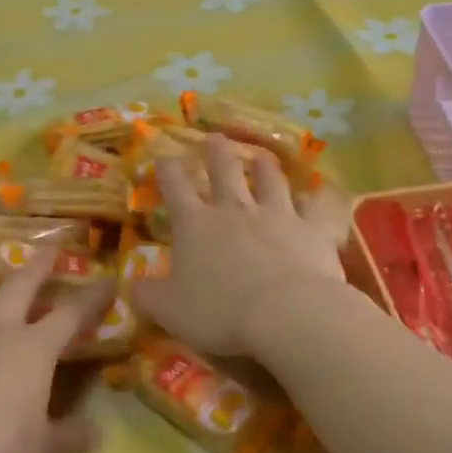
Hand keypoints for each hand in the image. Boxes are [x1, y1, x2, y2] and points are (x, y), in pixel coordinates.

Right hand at [131, 135, 347, 356]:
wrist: (287, 315)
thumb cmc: (220, 312)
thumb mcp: (169, 310)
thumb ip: (147, 295)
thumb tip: (130, 284)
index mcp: (195, 224)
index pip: (175, 186)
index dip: (167, 169)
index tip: (164, 156)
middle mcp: (234, 209)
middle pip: (224, 170)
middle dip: (216, 152)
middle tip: (214, 138)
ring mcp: (277, 214)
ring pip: (270, 179)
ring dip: (264, 165)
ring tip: (261, 156)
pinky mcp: (314, 229)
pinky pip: (319, 206)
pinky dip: (319, 198)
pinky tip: (321, 193)